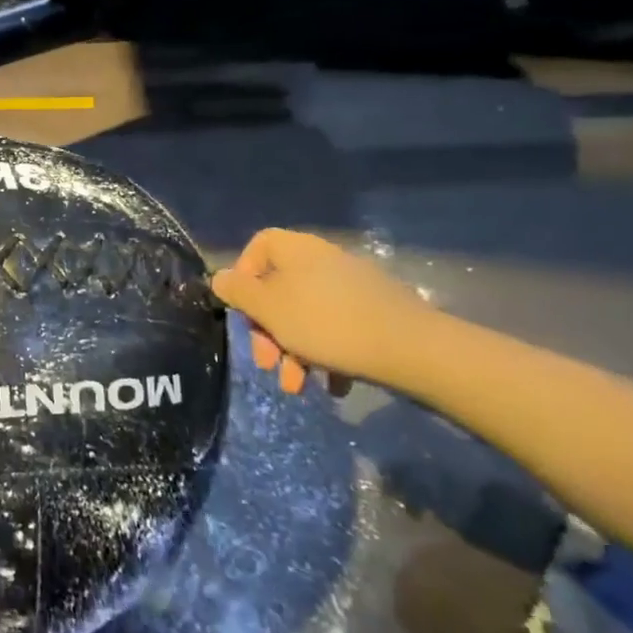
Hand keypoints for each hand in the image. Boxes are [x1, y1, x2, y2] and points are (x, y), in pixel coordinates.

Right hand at [211, 229, 435, 395]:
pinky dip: (327, 355)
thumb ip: (238, 292)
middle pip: (279, 289)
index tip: (243, 308)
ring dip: (294, 351)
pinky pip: (337, 329)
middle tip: (267, 363)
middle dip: (268, 331)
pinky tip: (332, 385)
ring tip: (298, 387)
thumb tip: (221, 278)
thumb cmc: (326, 323)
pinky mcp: (375, 313)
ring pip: (307, 315)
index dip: (244, 274)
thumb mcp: (268, 309)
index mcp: (297, 251)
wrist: (412, 349)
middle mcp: (324, 261)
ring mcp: (353, 287)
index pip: (259, 245)